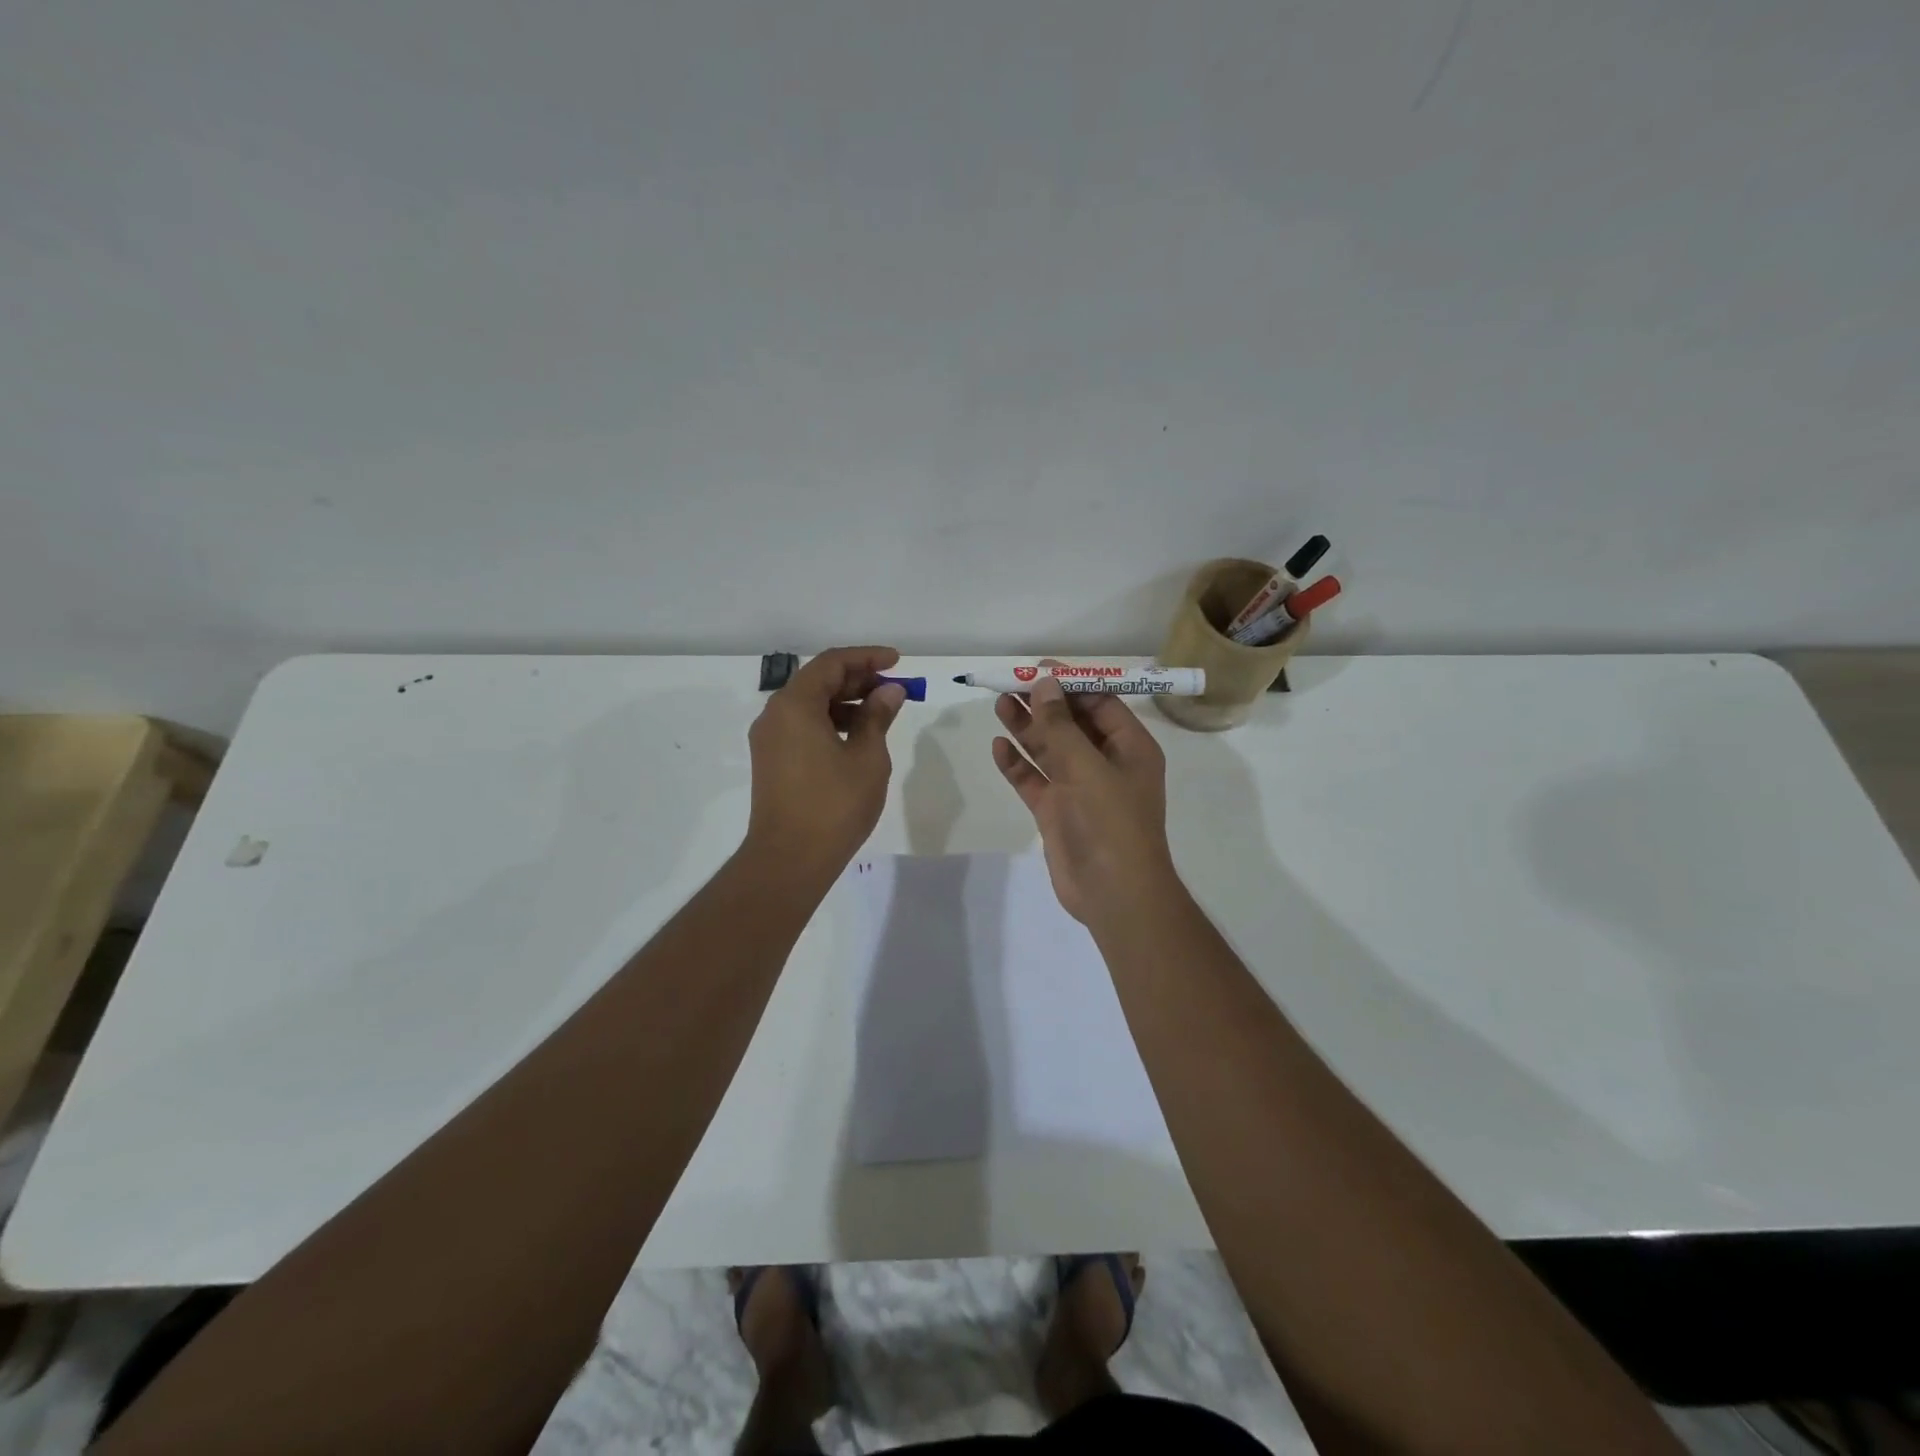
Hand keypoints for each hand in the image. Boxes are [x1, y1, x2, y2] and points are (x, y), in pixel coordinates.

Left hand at [745, 646, 907, 888]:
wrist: (789, 859)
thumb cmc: (833, 805)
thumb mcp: (867, 757)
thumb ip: (877, 717)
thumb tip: (889, 691)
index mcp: (795, 705)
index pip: (832, 663)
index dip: (867, 657)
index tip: (897, 661)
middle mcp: (775, 714)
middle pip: (818, 681)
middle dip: (858, 679)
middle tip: (893, 688)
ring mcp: (769, 739)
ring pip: (810, 704)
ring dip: (845, 702)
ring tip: (881, 714)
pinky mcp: (771, 760)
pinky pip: (802, 726)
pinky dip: (830, 722)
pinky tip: (857, 737)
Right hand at [991, 669, 1177, 926]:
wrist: (1113, 895)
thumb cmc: (1111, 824)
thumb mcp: (1087, 768)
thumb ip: (1061, 726)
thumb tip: (1045, 683)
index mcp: (1130, 748)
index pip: (1100, 704)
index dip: (1070, 684)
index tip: (1036, 668)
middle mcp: (1106, 763)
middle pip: (1071, 724)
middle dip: (1042, 704)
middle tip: (1008, 684)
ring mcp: (1080, 788)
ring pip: (1049, 750)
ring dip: (1026, 728)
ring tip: (998, 705)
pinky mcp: (1057, 811)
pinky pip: (1035, 779)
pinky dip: (1018, 764)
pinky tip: (999, 746)